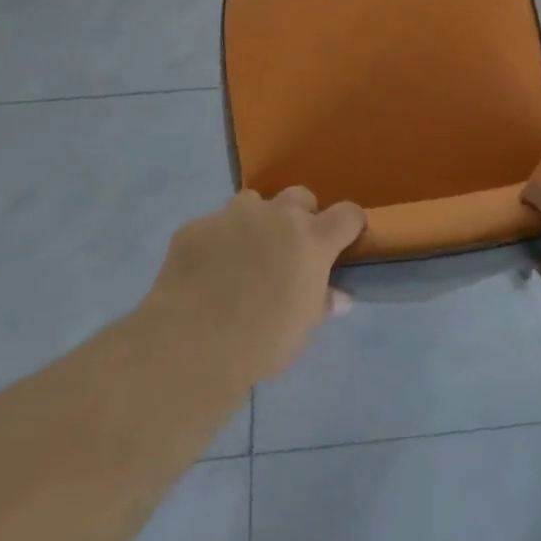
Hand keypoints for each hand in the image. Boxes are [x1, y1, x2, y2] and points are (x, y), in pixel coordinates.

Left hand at [147, 188, 365, 382]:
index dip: (349, 225)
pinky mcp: (195, 227)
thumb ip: (321, 303)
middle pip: (300, 196)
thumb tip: (337, 297)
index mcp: (312, 239)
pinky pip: (213, 226)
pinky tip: (205, 272)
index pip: (347, 214)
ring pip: (252, 202)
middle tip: (290, 248)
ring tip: (244, 255)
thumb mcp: (303, 329)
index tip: (344, 241)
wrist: (191, 344)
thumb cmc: (262, 341)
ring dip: (256, 222)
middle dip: (300, 215)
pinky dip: (216, 242)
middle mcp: (277, 217)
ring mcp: (233, 216)